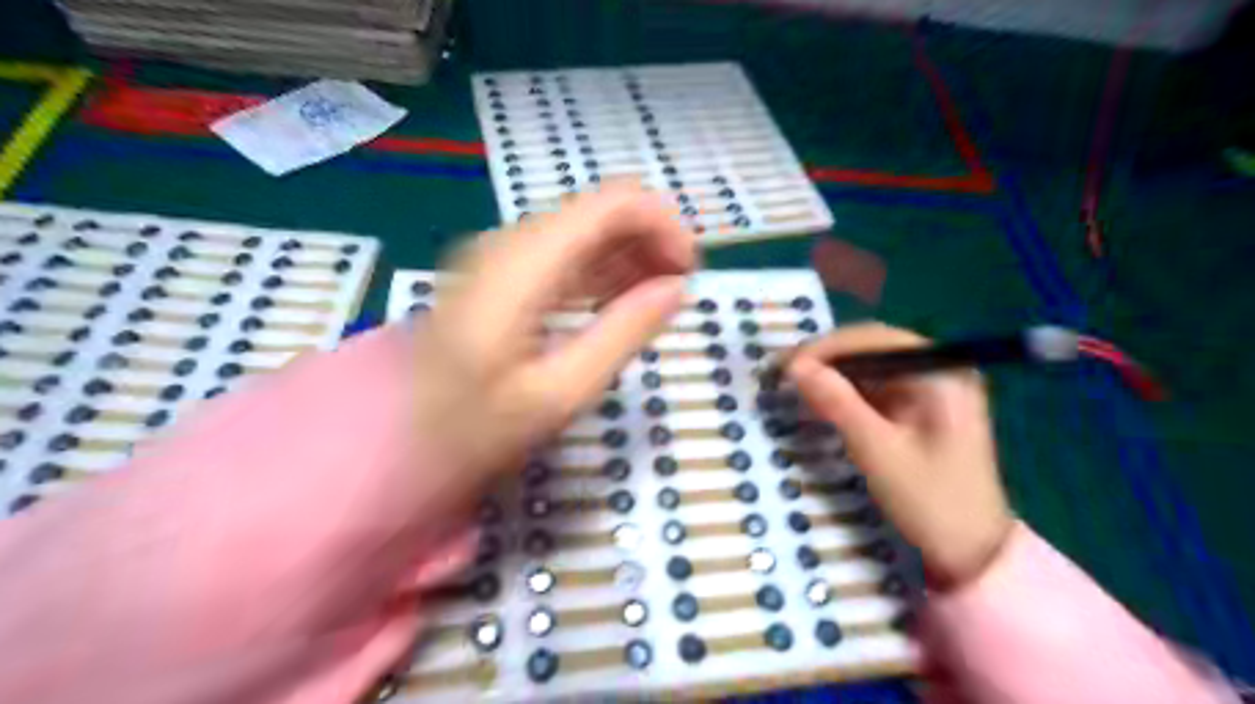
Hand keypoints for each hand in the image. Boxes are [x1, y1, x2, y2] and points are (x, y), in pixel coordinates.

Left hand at [417, 184, 691, 483]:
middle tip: (677, 291)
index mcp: (523, 263)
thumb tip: (676, 289)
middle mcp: (511, 242)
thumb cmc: (474, 428)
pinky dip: (600, 270)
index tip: (690, 272)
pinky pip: (563, 255)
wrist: (395, 437)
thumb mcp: (559, 392)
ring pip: (583, 230)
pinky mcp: (499, 275)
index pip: (612, 203)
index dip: (663, 224)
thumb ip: (623, 333)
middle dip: (650, 240)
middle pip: (599, 210)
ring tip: (655, 301)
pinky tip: (618, 303)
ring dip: (628, 256)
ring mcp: (501, 256)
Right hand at [788, 322, 1013, 587]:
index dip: (828, 348)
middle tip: (785, 373)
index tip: (788, 366)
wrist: (972, 552)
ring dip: (833, 373)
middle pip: (873, 348)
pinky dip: (846, 391)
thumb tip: (795, 366)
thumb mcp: (878, 452)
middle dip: (828, 358)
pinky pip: (875, 386)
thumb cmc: (931, 501)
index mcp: (943, 374)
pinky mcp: (919, 407)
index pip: (877, 340)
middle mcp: (940, 370)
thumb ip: (837, 403)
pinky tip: (820, 399)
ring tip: (794, 384)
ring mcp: (931, 388)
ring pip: (870, 366)